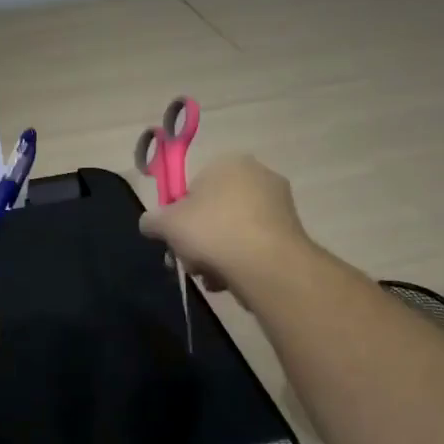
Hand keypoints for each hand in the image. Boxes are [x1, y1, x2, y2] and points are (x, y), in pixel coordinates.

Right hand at [140, 153, 315, 295]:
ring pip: (235, 231)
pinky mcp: (293, 233)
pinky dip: (241, 261)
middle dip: (199, 238)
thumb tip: (150, 223)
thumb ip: (152, 220)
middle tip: (189, 261)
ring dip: (218, 254)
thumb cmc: (212, 231)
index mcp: (228, 163)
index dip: (181, 214)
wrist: (267, 266)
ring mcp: (280, 205)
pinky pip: (256, 245)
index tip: (176, 237)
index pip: (195, 186)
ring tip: (209, 277)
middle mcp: (259, 176)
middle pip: (215, 210)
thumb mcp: (166, 224)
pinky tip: (231, 281)